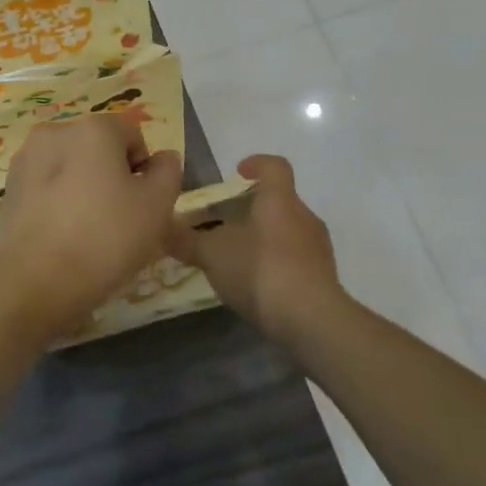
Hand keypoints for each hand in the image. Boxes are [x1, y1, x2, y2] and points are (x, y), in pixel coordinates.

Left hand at [0, 113, 183, 336]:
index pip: (132, 134)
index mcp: (92, 128)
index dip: (144, 168)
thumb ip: (167, 172)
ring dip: (83, 187)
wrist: (35, 281)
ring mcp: (26, 158)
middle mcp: (55, 132)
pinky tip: (62, 234)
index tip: (142, 204)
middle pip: (98, 147)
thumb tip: (161, 158)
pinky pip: (46, 186)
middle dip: (112, 175)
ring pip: (70, 166)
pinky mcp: (9, 187)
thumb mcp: (156, 207)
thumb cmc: (105, 238)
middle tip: (119, 219)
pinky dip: (57, 201)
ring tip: (88, 230)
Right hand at [164, 155, 348, 344]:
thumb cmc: (259, 270)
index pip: (274, 167)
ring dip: (264, 239)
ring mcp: (318, 249)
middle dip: (251, 209)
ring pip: (287, 232)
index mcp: (279, 201)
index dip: (256, 163)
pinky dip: (275, 264)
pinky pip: (296, 260)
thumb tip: (162, 229)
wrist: (311, 321)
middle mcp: (304, 217)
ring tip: (237, 258)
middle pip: (279, 202)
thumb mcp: (212, 254)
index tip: (237, 172)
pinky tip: (256, 285)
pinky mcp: (324, 278)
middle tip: (224, 223)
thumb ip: (186, 240)